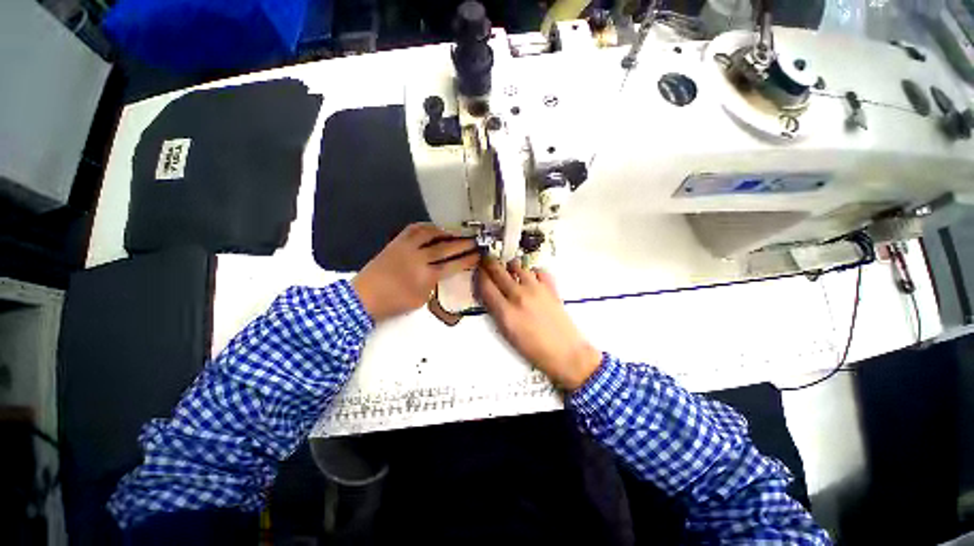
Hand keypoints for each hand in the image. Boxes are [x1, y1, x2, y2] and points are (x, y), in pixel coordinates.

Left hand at [353, 223, 478, 321]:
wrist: (363, 297)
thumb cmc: (393, 303)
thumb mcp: (420, 299)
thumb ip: (433, 284)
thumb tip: (441, 272)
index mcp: (425, 276)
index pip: (452, 266)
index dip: (467, 260)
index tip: (478, 255)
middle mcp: (418, 258)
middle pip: (445, 248)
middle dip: (462, 244)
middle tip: (475, 240)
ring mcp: (406, 248)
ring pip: (430, 234)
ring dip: (446, 231)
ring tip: (456, 231)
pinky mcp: (396, 242)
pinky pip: (413, 229)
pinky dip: (426, 226)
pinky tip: (434, 227)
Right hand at [477, 258, 601, 390]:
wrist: (565, 353)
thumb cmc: (533, 350)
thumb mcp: (508, 334)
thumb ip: (497, 312)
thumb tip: (491, 294)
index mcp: (505, 312)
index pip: (486, 286)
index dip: (479, 275)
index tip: (478, 269)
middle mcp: (519, 296)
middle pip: (499, 272)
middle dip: (490, 263)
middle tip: (486, 258)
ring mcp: (536, 289)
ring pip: (518, 267)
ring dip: (511, 265)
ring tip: (509, 267)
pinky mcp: (551, 288)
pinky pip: (539, 271)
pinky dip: (532, 271)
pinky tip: (531, 276)